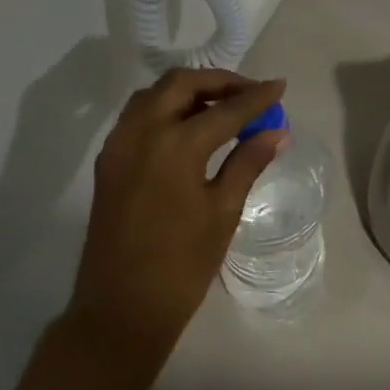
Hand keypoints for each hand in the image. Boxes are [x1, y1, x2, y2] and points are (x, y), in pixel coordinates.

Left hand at [63, 68, 286, 364]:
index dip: (256, 98)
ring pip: (154, 95)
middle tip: (250, 95)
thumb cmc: (182, 265)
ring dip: (189, 92)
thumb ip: (247, 163)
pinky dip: (165, 109)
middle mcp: (141, 132)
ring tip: (222, 108)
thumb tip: (275, 131)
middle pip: (181, 84)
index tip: (280, 87)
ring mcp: (118, 145)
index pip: (225, 109)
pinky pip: (137, 117)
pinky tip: (188, 128)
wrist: (122, 307)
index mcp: (175, 145)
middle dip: (219, 82)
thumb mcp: (222, 211)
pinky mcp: (108, 161)